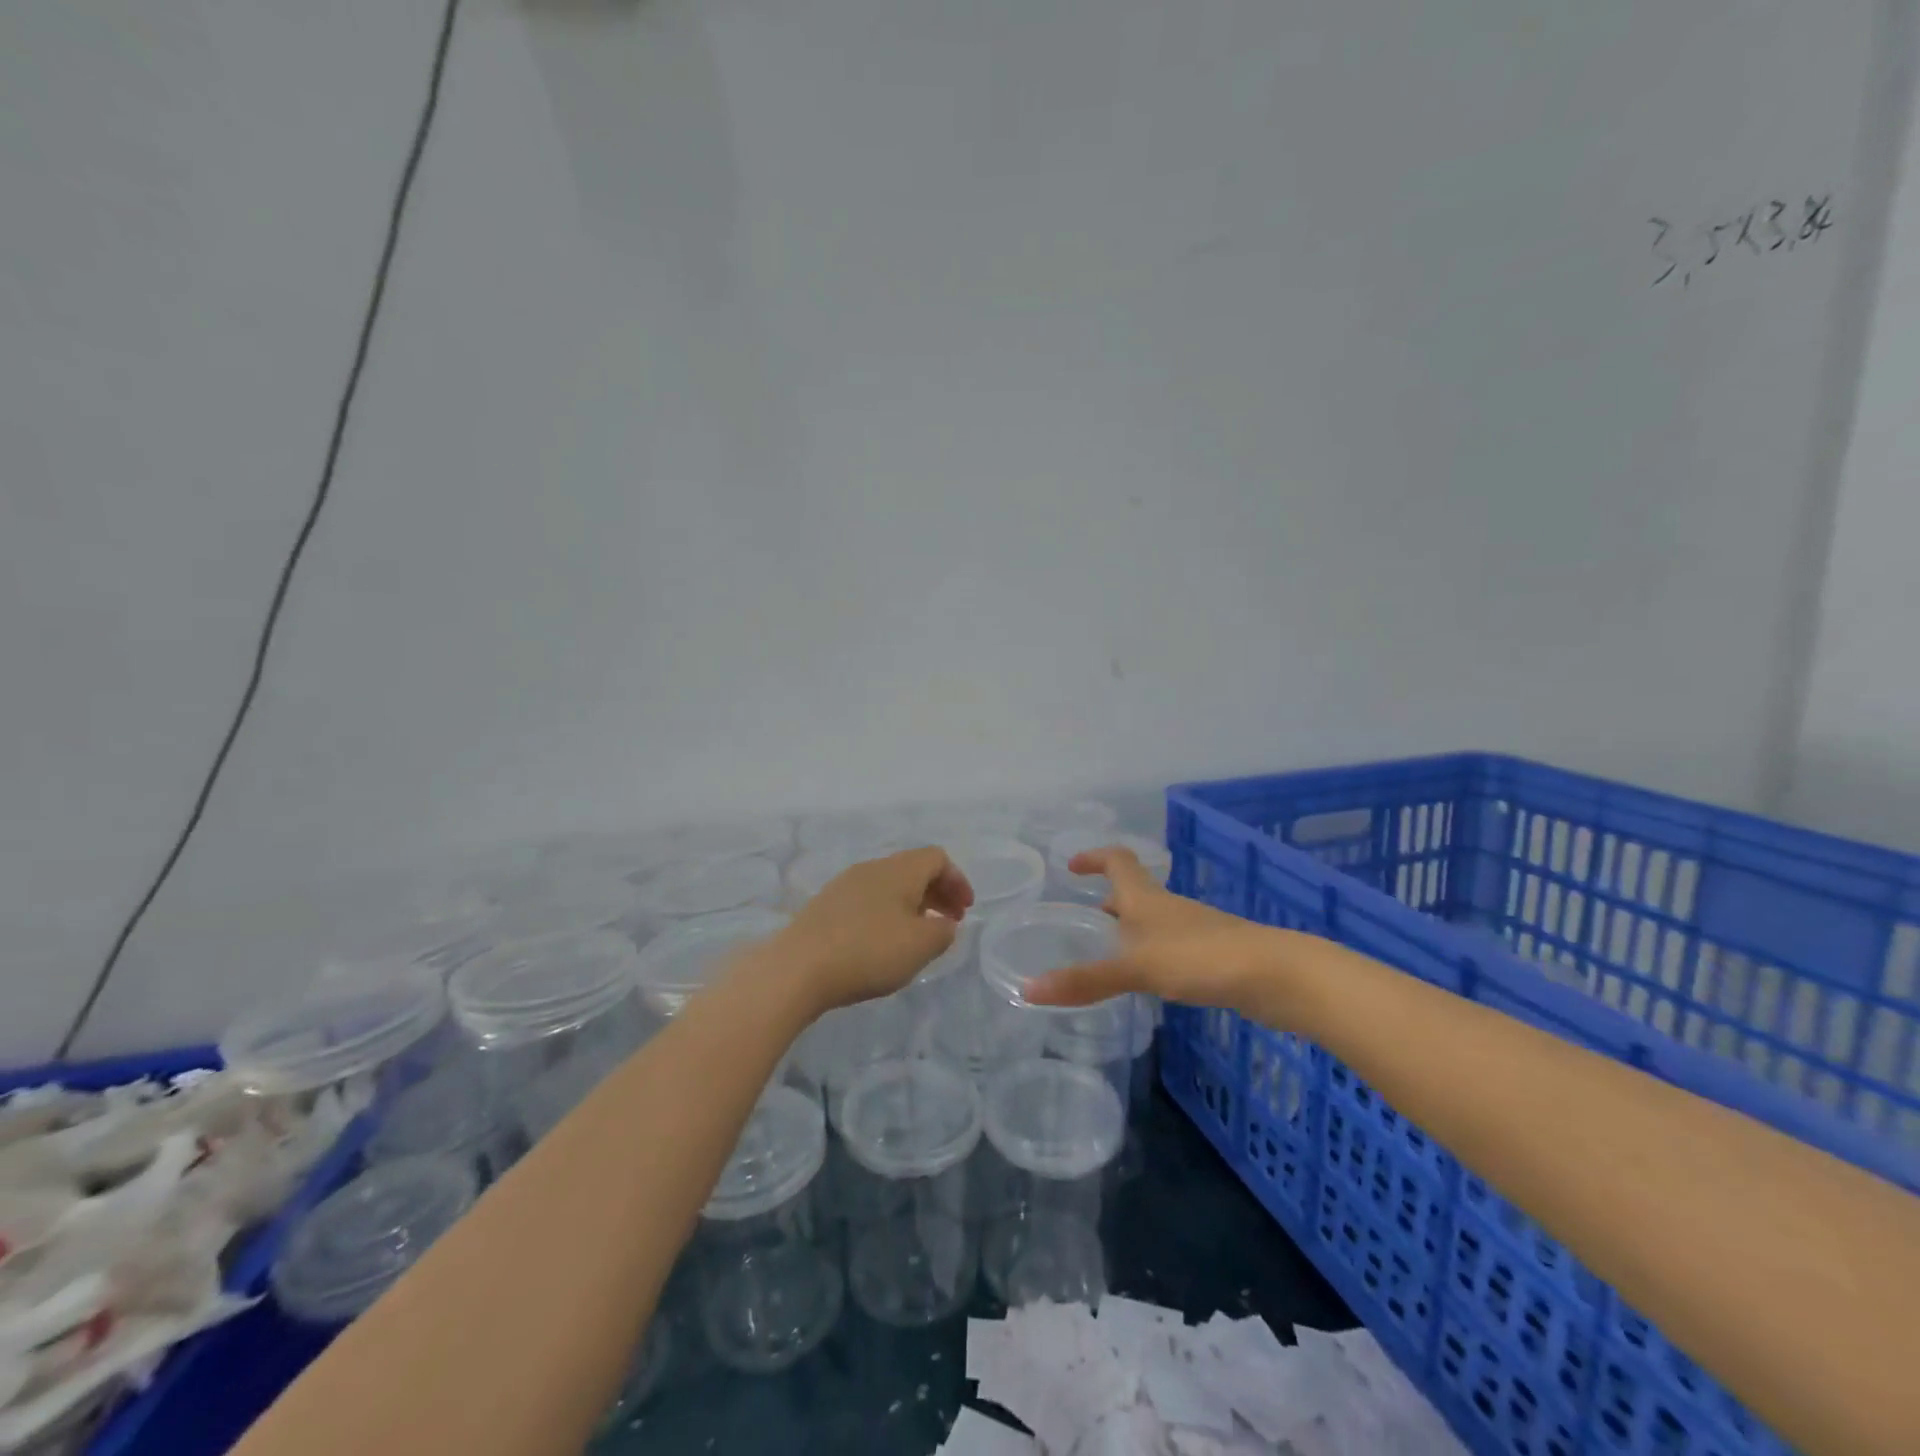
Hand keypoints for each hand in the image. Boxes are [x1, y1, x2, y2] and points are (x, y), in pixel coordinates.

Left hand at [776, 847, 973, 1011]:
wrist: (797, 968)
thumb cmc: (869, 952)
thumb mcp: (920, 946)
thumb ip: (943, 932)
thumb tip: (945, 924)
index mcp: (899, 870)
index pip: (936, 858)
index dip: (957, 880)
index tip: (965, 910)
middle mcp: (872, 868)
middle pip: (913, 869)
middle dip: (937, 892)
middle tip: (950, 922)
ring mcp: (845, 885)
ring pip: (889, 885)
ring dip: (912, 904)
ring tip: (919, 935)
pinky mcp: (825, 906)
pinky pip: (868, 900)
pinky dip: (887, 913)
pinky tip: (883, 942)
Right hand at [1024, 846, 1290, 1016]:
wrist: (1277, 975)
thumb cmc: (1201, 958)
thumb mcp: (1137, 968)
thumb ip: (1086, 980)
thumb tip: (1028, 989)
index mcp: (1147, 898)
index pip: (1118, 861)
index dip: (1094, 857)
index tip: (1072, 865)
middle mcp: (1168, 908)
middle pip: (1134, 891)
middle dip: (1108, 898)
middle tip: (1083, 916)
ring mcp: (1194, 931)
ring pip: (1153, 921)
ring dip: (1129, 928)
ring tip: (1108, 951)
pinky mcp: (1212, 957)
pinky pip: (1171, 947)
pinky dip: (1151, 954)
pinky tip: (1149, 980)